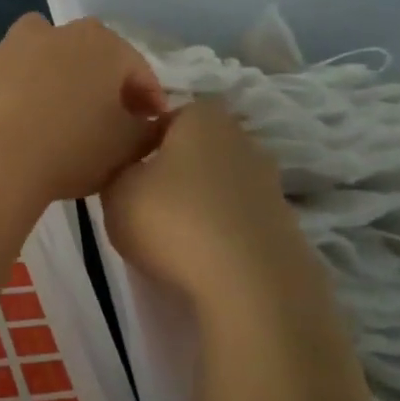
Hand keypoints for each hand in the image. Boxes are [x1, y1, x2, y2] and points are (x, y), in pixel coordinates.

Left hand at [0, 15, 165, 205]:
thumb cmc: (69, 148)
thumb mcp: (126, 148)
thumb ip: (148, 132)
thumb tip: (149, 124)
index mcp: (103, 44)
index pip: (137, 71)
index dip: (148, 101)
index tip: (149, 126)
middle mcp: (57, 33)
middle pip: (89, 58)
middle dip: (101, 85)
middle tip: (106, 121)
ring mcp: (11, 48)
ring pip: (45, 63)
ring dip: (56, 83)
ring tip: (58, 121)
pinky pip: (10, 82)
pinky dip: (19, 97)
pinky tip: (19, 128)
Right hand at [99, 96, 300, 292]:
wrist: (249, 285)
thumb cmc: (172, 221)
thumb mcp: (115, 191)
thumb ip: (117, 169)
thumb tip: (130, 168)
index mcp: (202, 118)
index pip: (166, 115)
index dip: (142, 140)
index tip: (124, 168)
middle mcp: (242, 140)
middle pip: (196, 148)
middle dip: (172, 169)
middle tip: (143, 199)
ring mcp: (269, 183)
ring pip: (218, 184)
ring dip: (197, 202)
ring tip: (170, 234)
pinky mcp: (284, 224)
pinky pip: (237, 218)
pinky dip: (219, 231)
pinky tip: (200, 255)